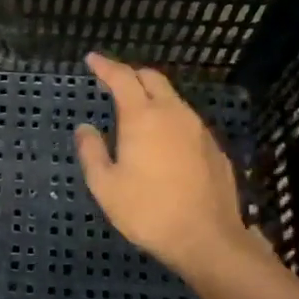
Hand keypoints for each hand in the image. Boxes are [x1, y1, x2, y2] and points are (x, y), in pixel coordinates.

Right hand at [74, 53, 275, 290]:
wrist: (206, 238)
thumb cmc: (148, 211)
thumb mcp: (105, 186)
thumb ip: (91, 152)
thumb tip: (85, 128)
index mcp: (143, 117)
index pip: (122, 78)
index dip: (105, 66)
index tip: (92, 59)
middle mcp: (173, 114)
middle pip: (152, 79)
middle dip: (131, 75)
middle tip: (113, 81)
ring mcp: (198, 129)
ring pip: (173, 98)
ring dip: (152, 96)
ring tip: (135, 110)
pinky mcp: (213, 147)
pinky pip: (186, 120)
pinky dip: (169, 117)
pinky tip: (162, 139)